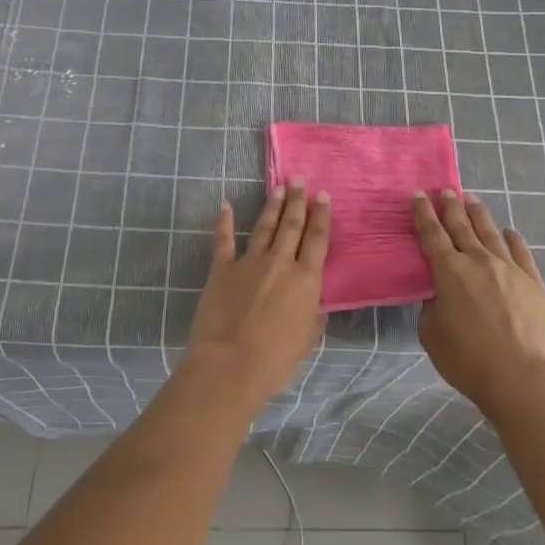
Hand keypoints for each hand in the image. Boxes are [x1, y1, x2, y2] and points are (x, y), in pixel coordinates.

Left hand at [186, 182, 329, 409]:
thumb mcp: (306, 340)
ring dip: (272, 206)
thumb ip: (312, 315)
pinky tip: (226, 205)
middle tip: (298, 180)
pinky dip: (224, 222)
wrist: (229, 364)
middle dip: (297, 201)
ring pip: (264, 227)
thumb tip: (316, 302)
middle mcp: (280, 263)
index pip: (317, 240)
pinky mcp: (222, 269)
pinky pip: (223, 240)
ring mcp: (249, 262)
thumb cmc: (274, 360)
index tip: (323, 195)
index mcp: (305, 280)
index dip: (321, 216)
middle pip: (292, 225)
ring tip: (277, 188)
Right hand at [414, 189, 544, 415]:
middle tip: (445, 190)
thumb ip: (432, 308)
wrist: (523, 379)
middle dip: (450, 206)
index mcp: (449, 272)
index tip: (418, 195)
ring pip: (490, 233)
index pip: (432, 234)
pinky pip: (521, 252)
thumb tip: (440, 295)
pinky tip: (510, 232)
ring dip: (479, 214)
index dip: (423, 213)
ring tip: (472, 199)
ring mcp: (509, 269)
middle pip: (461, 226)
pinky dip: (513, 239)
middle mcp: (478, 261)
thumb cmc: (469, 361)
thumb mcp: (433, 336)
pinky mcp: (534, 282)